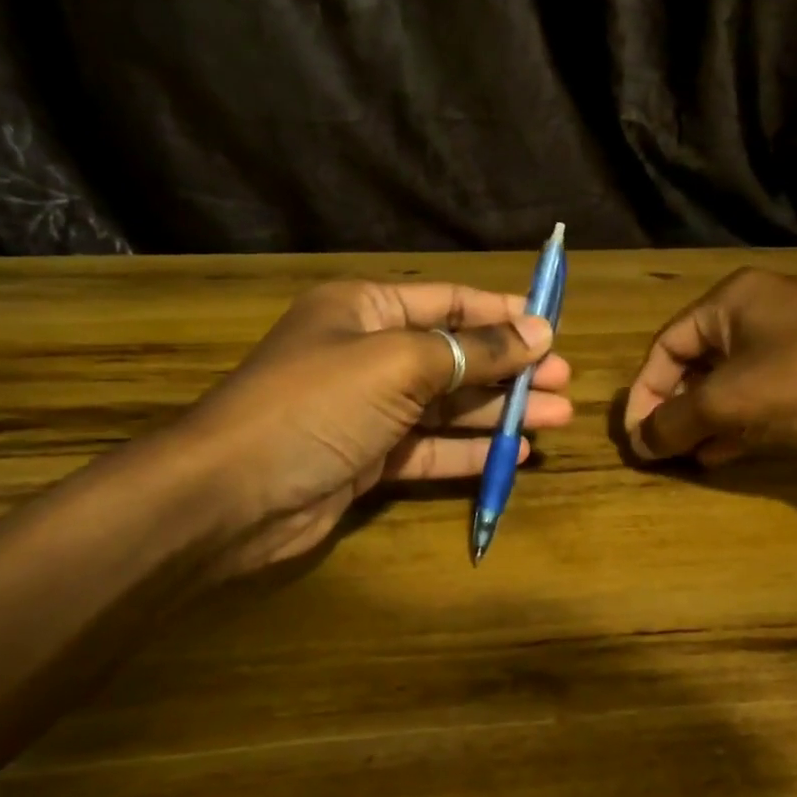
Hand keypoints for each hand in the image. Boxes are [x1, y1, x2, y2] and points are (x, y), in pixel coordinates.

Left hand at [157, 281, 569, 572]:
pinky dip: (470, 451)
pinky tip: (515, 453)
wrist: (232, 495)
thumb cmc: (316, 405)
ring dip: (500, 410)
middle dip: (509, 366)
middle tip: (564, 379)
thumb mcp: (399, 364)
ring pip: (448, 405)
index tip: (552, 326)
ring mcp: (368, 410)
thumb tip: (537, 331)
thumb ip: (471, 350)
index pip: (447, 301)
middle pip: (453, 354)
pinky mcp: (369, 459)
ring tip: (558, 415)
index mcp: (365, 310)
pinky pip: (430, 448)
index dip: (501, 312)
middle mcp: (367, 354)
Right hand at [622, 267, 796, 472]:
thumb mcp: (728, 402)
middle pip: (697, 363)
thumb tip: (638, 443)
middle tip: (661, 449)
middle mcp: (760, 311)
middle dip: (675, 408)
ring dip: (704, 421)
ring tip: (686, 457)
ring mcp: (794, 341)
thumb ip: (674, 422)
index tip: (636, 438)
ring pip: (730, 383)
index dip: (644, 393)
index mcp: (731, 299)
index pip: (666, 345)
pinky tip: (721, 454)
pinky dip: (738, 423)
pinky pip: (762, 396)